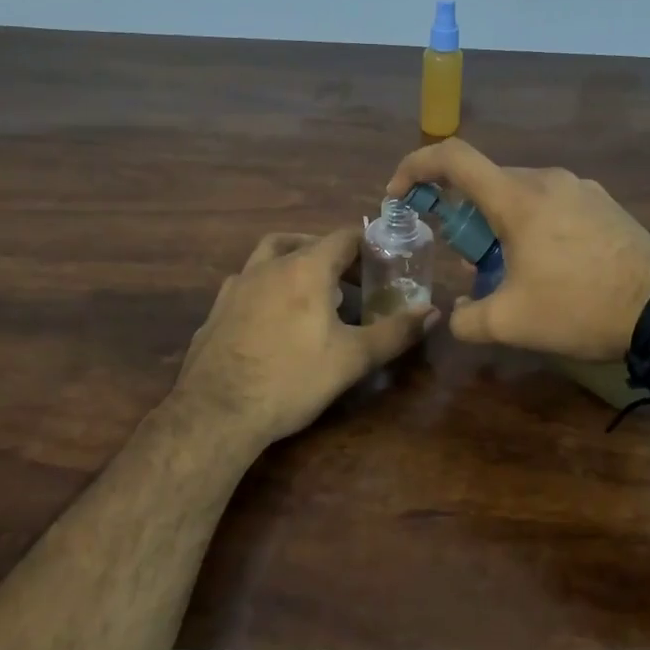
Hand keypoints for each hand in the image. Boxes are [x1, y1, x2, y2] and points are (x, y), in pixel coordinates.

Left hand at [173, 229, 437, 450]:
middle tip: (353, 281)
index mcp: (305, 268)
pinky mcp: (216, 310)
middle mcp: (268, 266)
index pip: (343, 237)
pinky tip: (274, 319)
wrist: (217, 412)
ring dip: (295, 263)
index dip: (368, 244)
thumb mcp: (353, 358)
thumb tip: (433, 312)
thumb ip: (395, 332)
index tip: (384, 261)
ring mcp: (236, 286)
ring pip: (269, 257)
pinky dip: (268, 288)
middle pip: (305, 243)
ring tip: (313, 293)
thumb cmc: (292, 379)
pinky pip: (248, 284)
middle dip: (333, 255)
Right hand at [385, 139, 649, 361]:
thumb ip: (467, 319)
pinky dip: (533, 223)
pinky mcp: (604, 203)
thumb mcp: (511, 324)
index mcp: (518, 198)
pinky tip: (550, 264)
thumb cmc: (579, 307)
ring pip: (521, 193)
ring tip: (511, 268)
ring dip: (500, 222)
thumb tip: (456, 314)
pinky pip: (553, 202)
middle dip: (463, 213)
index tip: (399, 194)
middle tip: (466, 257)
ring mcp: (581, 187)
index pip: (453, 157)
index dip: (415, 166)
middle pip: (487, 181)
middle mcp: (548, 179)